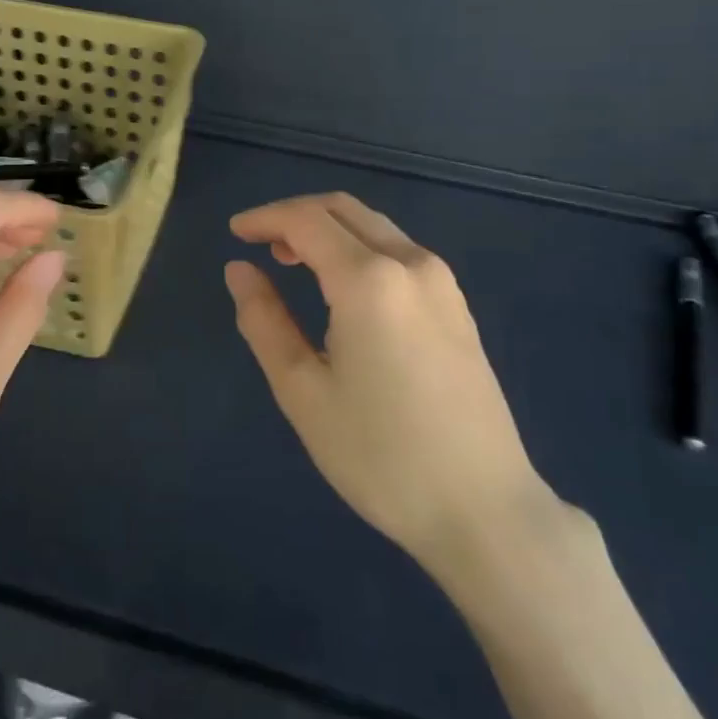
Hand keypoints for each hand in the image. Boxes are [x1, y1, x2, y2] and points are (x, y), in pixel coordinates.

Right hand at [224, 193, 553, 572]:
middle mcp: (411, 263)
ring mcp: (442, 282)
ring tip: (293, 263)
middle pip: (344, 210)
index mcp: (369, 279)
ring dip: (329, 231)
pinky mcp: (458, 305)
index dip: (265, 218)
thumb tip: (239, 270)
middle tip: (260, 245)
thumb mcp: (303, 391)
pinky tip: (342, 288)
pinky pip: (399, 251)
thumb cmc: (380, 454)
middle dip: (296, 216)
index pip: (306, 220)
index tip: (234, 233)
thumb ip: (264, 321)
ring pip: (374, 227)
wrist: (483, 508)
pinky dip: (359, 248)